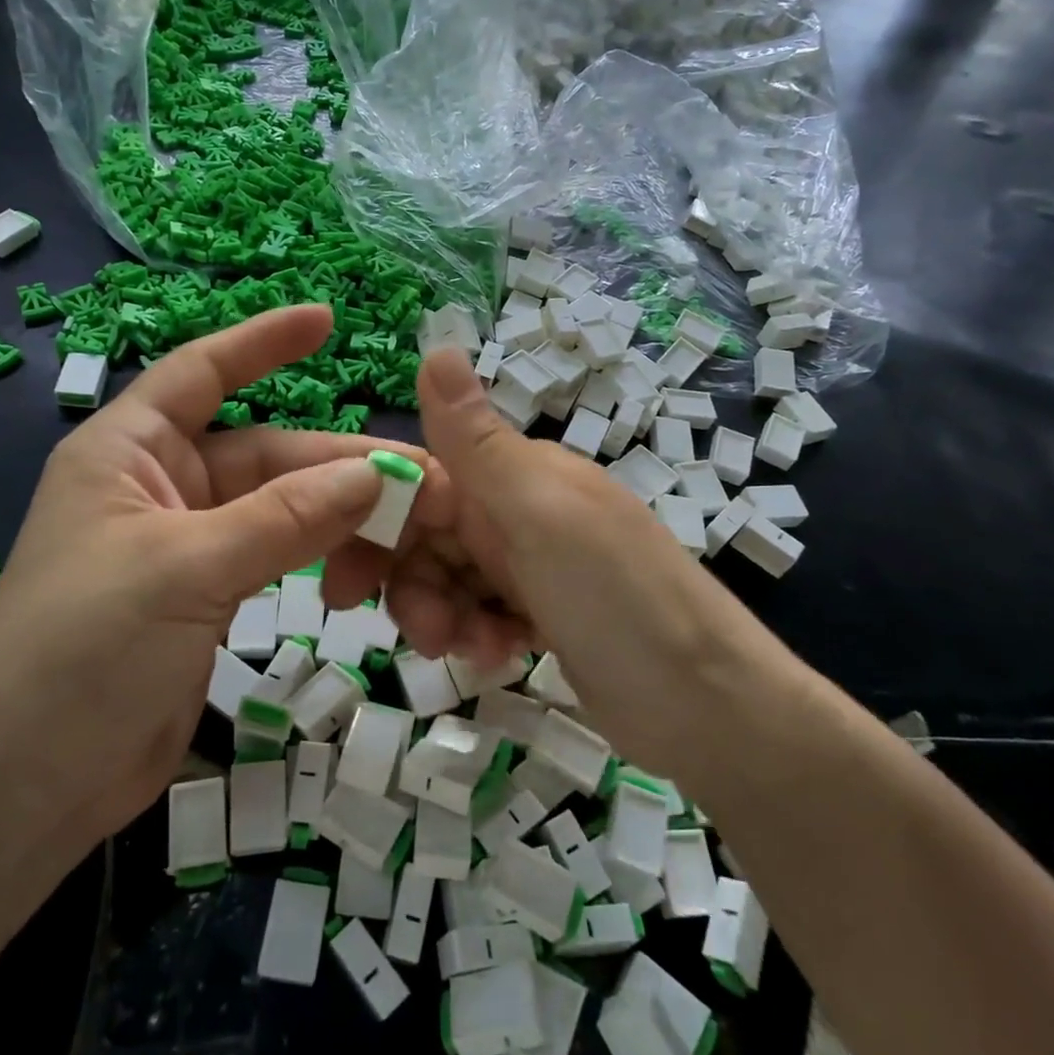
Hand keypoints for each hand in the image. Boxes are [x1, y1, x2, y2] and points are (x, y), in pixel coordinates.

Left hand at [0, 306, 430, 855]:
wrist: (27, 788)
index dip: (263, 342)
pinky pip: (279, 557)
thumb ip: (284, 519)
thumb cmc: (80, 655)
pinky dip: (321, 560)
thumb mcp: (185, 571)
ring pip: (282, 510)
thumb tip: (376, 474)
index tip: (327, 319)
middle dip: (338, 466)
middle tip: (420, 482)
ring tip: (403, 538)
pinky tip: (363, 577)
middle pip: (267, 454)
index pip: (203, 372)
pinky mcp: (208, 596)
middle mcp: (160, 487)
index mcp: (129, 452)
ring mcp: (188, 544)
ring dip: (339, 520)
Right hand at [376, 348, 754, 772]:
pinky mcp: (543, 616)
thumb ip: (477, 441)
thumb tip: (436, 345)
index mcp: (518, 475)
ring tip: (468, 649)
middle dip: (409, 581)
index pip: (421, 479)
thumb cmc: (619, 599)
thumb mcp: (541, 515)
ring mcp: (534, 566)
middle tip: (415, 631)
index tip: (342, 575)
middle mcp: (521, 511)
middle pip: (428, 534)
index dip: (377, 521)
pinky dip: (477, 636)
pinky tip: (500, 657)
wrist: (711, 709)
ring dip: (441, 615)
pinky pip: (480, 614)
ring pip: (448, 578)